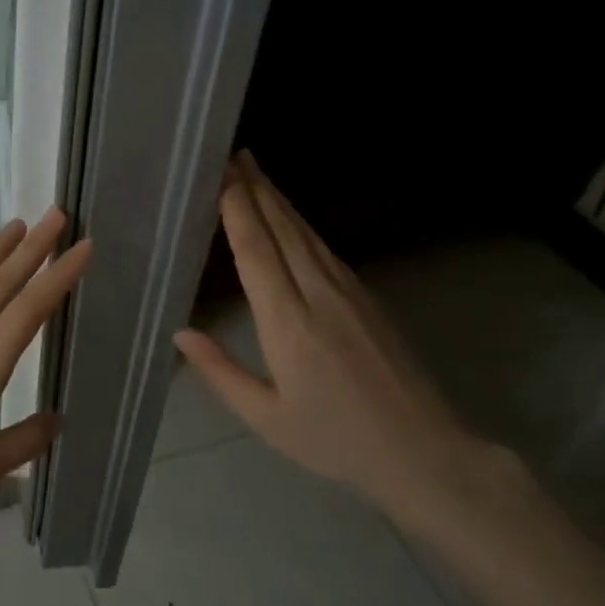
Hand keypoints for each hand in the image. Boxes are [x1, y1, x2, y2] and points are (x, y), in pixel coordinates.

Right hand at [173, 152, 509, 520]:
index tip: (222, 176)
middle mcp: (319, 295)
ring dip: (278, 200)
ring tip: (254, 173)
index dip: (238, 210)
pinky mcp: (366, 296)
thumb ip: (220, 372)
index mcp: (288, 324)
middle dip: (256, 190)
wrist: (422, 450)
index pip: (258, 252)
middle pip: (283, 229)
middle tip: (233, 155)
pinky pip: (323, 248)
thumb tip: (181, 332)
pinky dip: (299, 224)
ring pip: (306, 233)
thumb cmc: (334, 440)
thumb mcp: (266, 417)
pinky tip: (289, 217)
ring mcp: (348, 291)